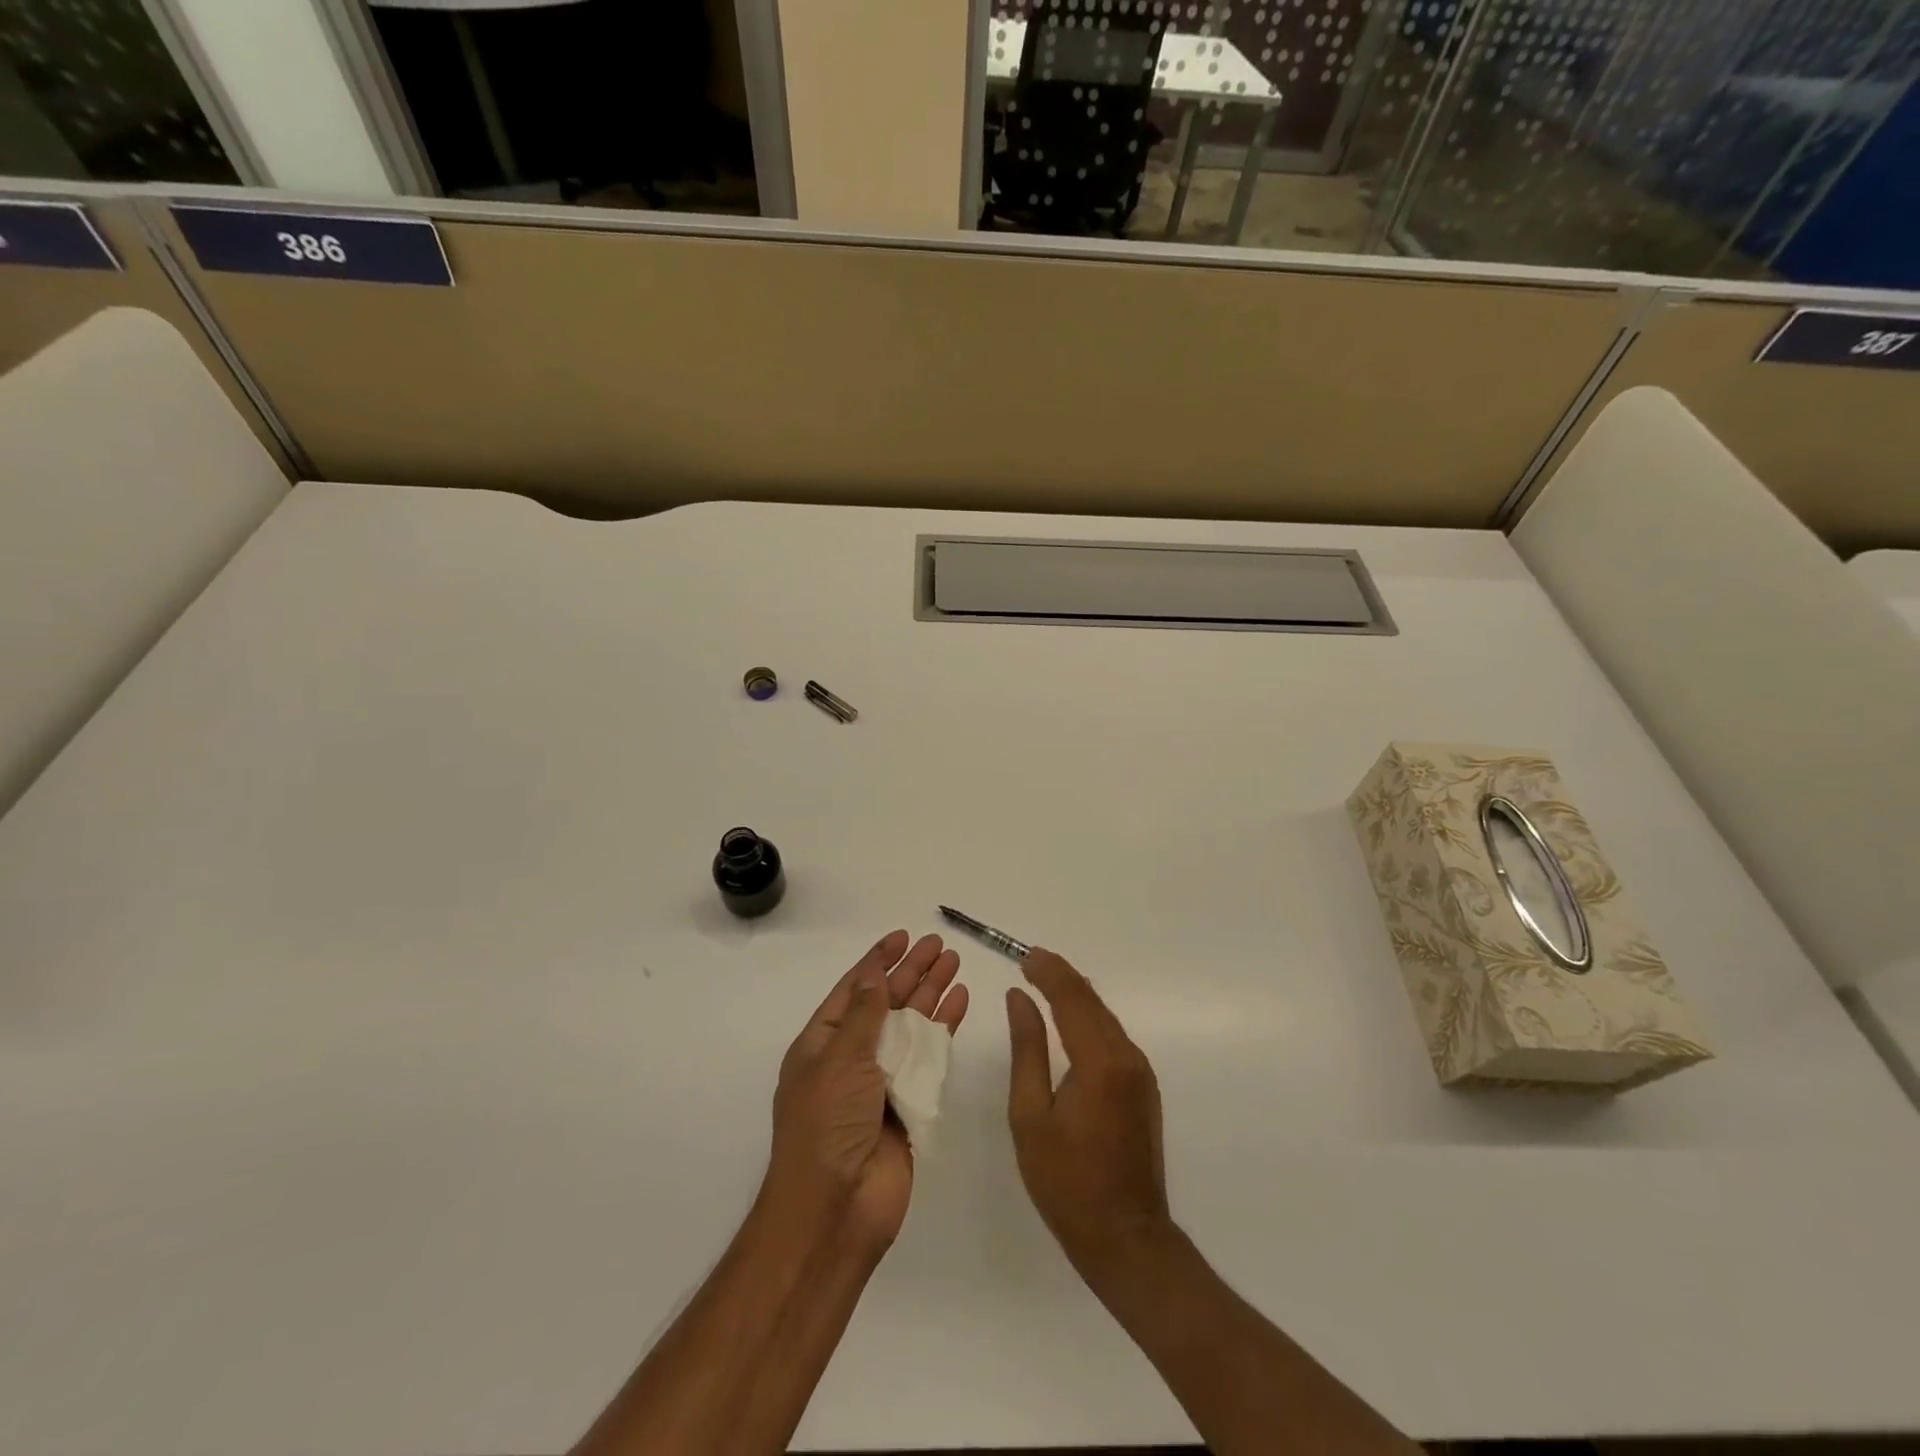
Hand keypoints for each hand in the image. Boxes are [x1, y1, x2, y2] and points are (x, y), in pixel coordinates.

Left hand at [768, 930, 968, 1252]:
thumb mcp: (839, 1059)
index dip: (877, 961)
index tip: (901, 937)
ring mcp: (882, 1081)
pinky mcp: (910, 1102)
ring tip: (954, 962)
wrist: (837, 1209)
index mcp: (822, 1045)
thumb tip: (874, 973)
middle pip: (886, 1003)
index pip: (852, 991)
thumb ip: (863, 1014)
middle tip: (938, 944)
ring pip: (911, 1025)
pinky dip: (944, 1028)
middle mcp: (852, 1058)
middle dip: (910, 972)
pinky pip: (929, 1056)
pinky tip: (960, 1002)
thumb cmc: (827, 1125)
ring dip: (931, 993)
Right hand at [1006, 949, 1171, 1278]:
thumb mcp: (1030, 1115)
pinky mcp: (1143, 1086)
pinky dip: (1088, 1017)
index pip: (1073, 997)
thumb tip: (1019, 998)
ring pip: (1105, 1016)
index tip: (1023, 956)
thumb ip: (1027, 1049)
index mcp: (1100, 1062)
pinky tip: (1068, 1018)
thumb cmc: (1066, 1182)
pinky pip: (1113, 1036)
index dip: (1048, 971)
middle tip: (1029, 961)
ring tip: (1042, 981)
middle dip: (1061, 976)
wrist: (1126, 1238)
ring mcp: (1140, 1072)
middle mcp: (1128, 1057)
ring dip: (1075, 995)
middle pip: (1092, 1001)